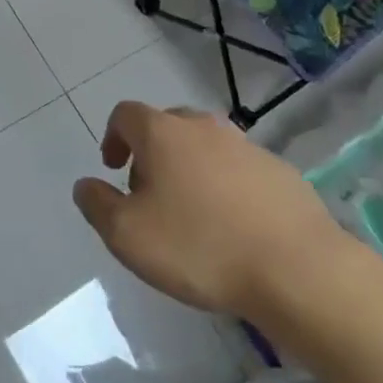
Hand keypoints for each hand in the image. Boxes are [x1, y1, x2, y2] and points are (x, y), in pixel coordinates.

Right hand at [73, 102, 348, 318]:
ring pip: (205, 146)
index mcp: (163, 133)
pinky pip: (238, 169)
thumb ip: (97, 205)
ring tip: (191, 214)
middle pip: (167, 125)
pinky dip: (225, 186)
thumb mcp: (128, 235)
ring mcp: (246, 146)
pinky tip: (232, 226)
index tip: (113, 169)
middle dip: (151, 153)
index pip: (125, 114)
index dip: (113, 137)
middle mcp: (204, 127)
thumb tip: (85, 185)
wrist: (296, 268)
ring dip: (189, 169)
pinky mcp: (279, 171)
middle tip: (149, 194)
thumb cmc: (200, 247)